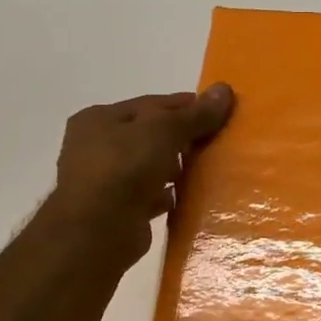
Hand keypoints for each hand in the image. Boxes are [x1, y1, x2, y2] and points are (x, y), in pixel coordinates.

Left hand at [49, 83, 234, 268]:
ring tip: (209, 168)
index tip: (219, 111)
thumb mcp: (164, 131)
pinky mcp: (117, 210)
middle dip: (182, 138)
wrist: (98, 232)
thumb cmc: (124, 168)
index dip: (186, 106)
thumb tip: (225, 89)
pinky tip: (190, 196)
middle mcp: (95, 146)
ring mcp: (105, 180)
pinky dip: (169, 195)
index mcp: (99, 119)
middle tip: (217, 141)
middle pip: (150, 135)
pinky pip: (151, 195)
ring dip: (176, 168)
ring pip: (150, 166)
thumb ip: (195, 114)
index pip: (151, 104)